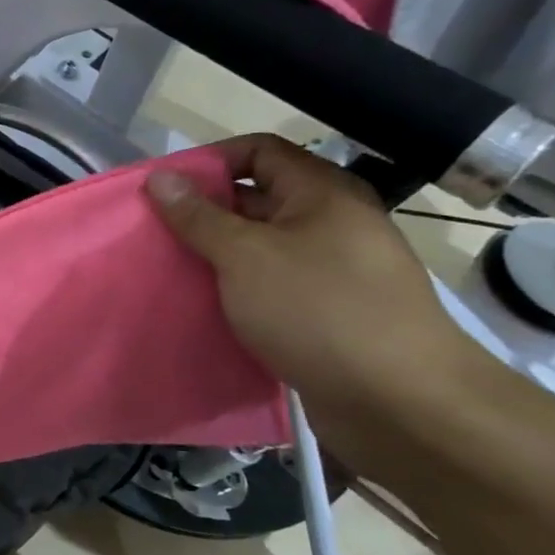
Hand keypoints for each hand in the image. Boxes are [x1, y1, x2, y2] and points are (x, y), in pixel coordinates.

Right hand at [144, 135, 476, 418]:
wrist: (400, 402)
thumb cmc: (319, 310)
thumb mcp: (245, 256)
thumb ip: (198, 216)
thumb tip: (161, 177)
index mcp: (322, 194)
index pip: (259, 152)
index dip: (210, 162)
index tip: (163, 189)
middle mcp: (331, 223)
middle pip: (257, 198)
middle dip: (203, 212)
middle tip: (154, 233)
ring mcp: (332, 270)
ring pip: (260, 247)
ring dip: (215, 255)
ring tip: (169, 270)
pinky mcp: (326, 312)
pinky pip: (270, 285)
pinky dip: (235, 289)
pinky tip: (203, 305)